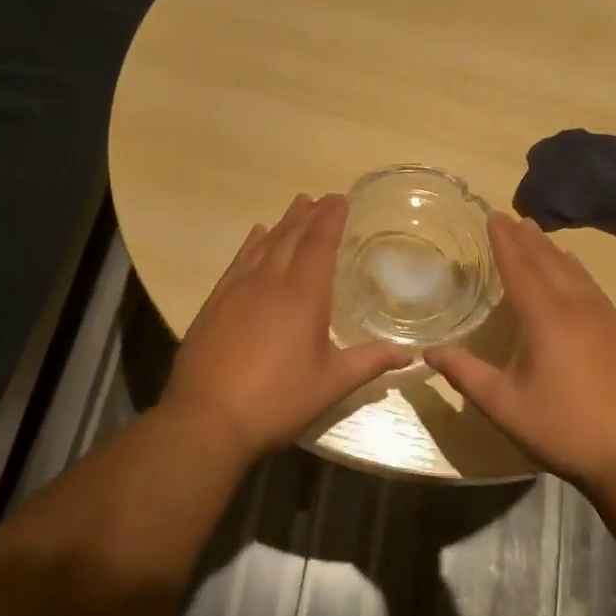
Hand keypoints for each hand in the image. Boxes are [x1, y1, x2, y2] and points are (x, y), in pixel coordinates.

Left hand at [163, 193, 412, 459]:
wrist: (206, 418)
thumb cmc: (277, 400)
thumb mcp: (331, 383)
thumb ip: (370, 362)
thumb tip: (408, 353)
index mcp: (302, 294)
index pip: (319, 243)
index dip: (330, 218)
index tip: (340, 198)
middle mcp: (269, 281)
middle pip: (291, 236)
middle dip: (308, 215)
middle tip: (320, 198)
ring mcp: (237, 289)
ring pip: (263, 244)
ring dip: (282, 224)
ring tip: (295, 208)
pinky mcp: (215, 302)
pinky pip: (238, 261)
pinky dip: (251, 244)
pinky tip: (255, 236)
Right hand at [427, 212, 615, 489]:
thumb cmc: (561, 427)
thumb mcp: (503, 405)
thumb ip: (465, 374)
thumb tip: (429, 351)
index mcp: (545, 318)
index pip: (519, 267)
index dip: (504, 241)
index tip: (492, 215)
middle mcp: (577, 307)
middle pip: (548, 261)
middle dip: (526, 238)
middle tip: (510, 216)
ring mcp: (604, 318)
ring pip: (574, 271)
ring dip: (551, 250)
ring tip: (536, 234)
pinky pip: (591, 286)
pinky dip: (575, 269)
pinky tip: (574, 271)